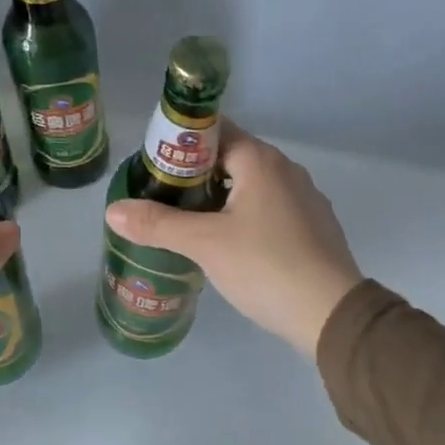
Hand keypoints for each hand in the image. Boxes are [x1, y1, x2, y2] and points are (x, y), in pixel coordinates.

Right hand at [105, 122, 362, 357]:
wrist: (331, 313)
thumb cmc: (265, 266)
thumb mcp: (204, 244)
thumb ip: (157, 225)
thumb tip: (112, 210)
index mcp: (261, 161)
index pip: (214, 131)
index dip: (180, 144)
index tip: (153, 168)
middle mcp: (286, 170)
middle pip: (231, 158)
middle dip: (195, 174)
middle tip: (162, 199)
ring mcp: (304, 198)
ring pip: (251, 186)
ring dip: (220, 198)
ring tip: (188, 223)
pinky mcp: (313, 227)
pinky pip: (269, 209)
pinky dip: (245, 216)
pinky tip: (229, 245)